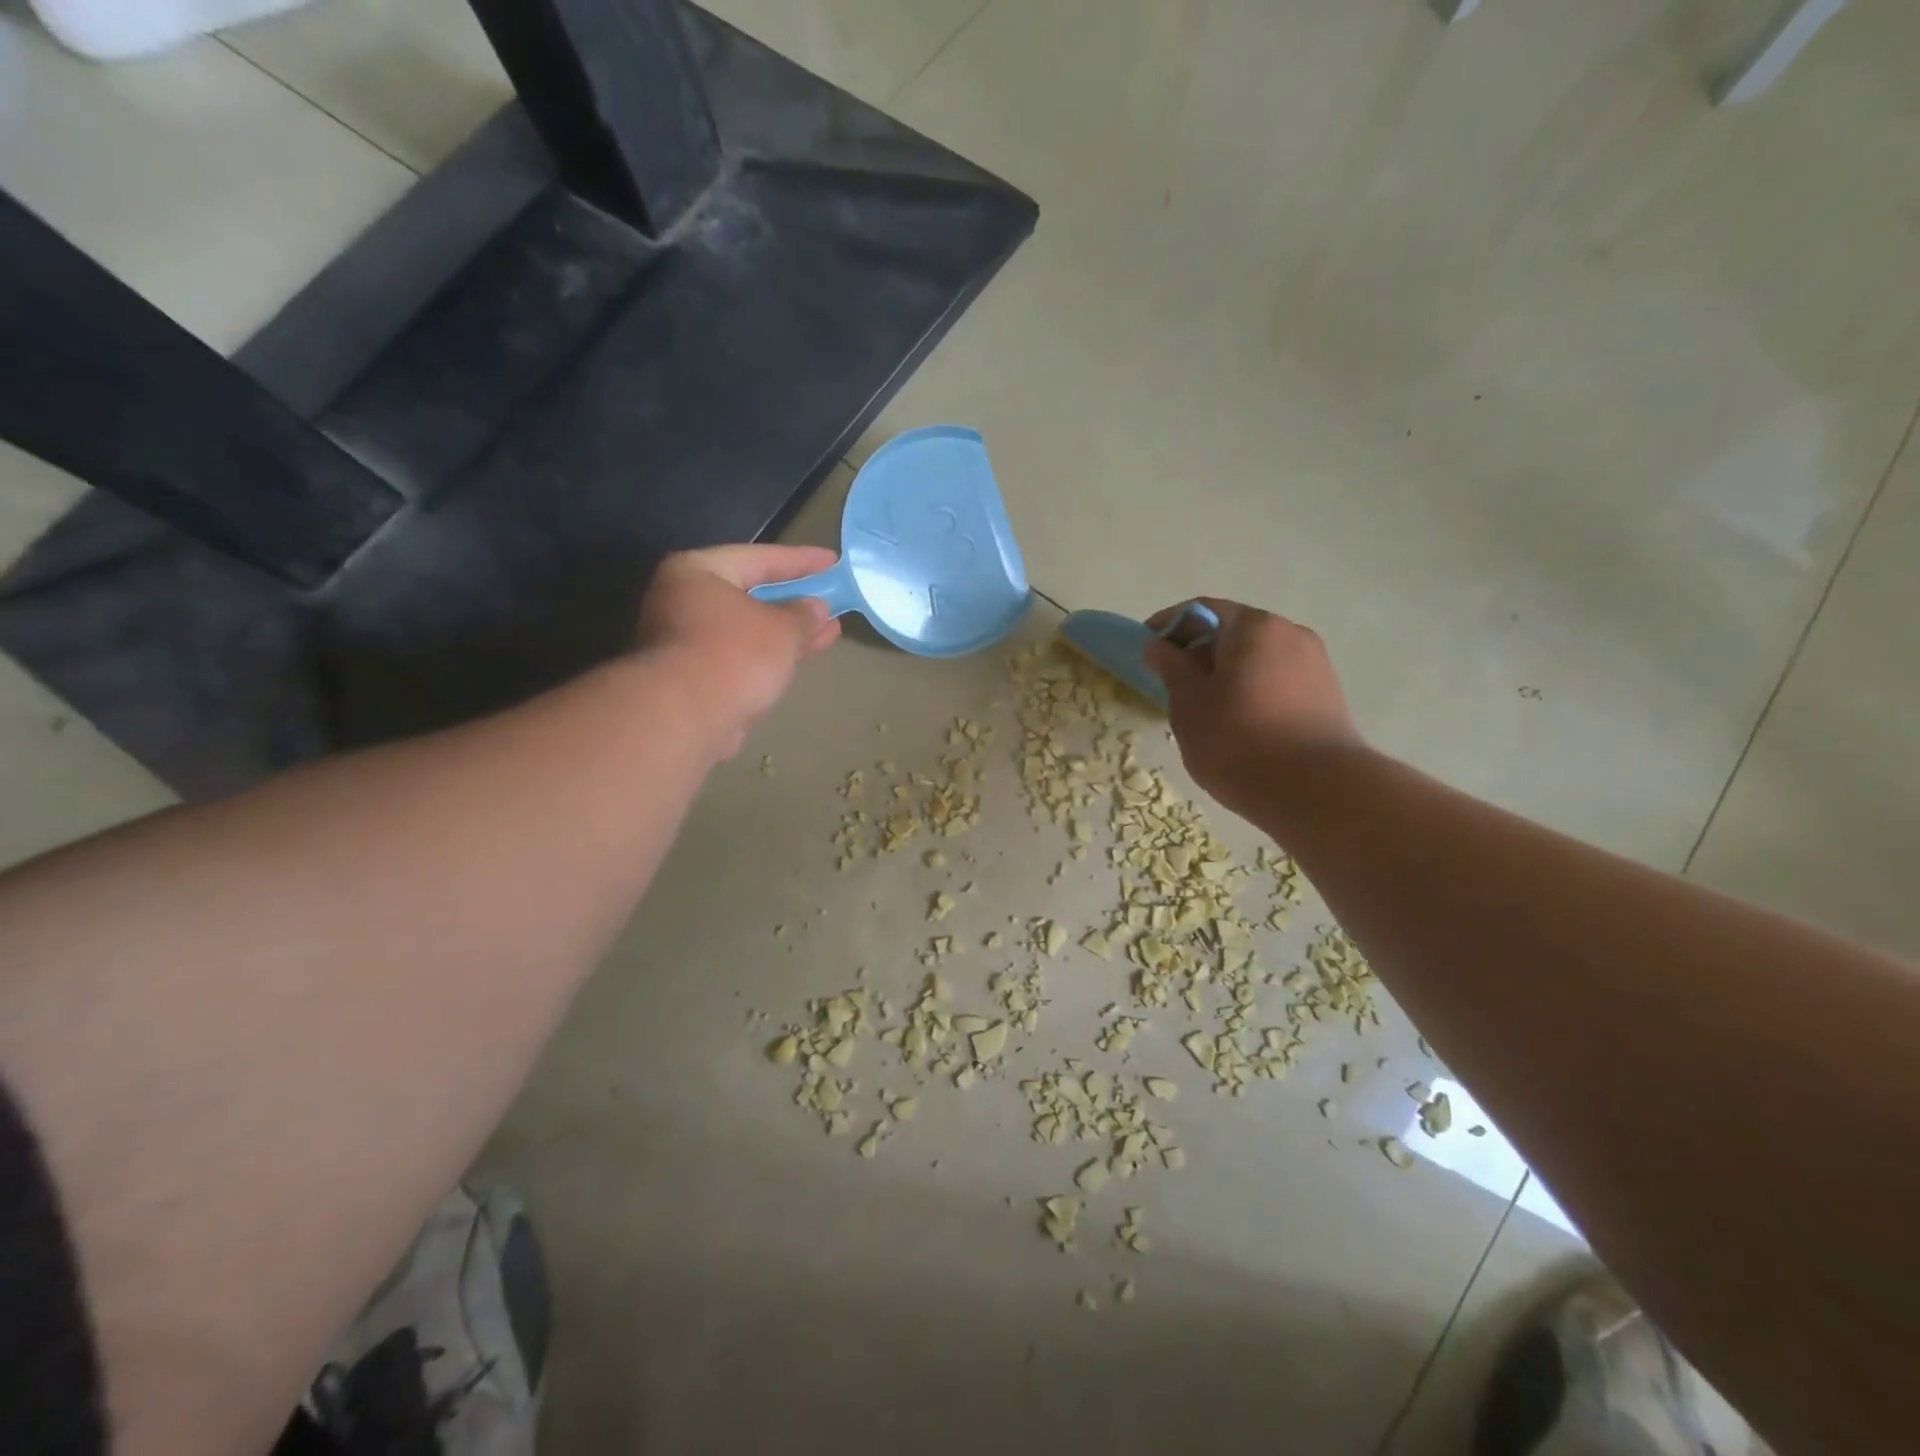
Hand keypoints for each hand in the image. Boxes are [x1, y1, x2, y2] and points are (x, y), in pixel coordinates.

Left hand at [638, 544, 841, 759]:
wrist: (685, 717)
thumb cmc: (734, 654)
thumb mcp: (782, 629)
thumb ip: (802, 615)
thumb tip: (815, 608)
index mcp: (697, 572)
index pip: (758, 558)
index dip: (801, 560)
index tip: (833, 562)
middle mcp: (683, 600)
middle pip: (749, 594)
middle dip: (794, 600)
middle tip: (830, 599)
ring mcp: (684, 641)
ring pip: (747, 629)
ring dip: (786, 632)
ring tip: (827, 632)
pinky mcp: (692, 677)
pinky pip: (740, 656)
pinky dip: (769, 656)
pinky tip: (798, 660)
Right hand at [1143, 598, 1362, 815]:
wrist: (1317, 791)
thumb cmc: (1238, 741)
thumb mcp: (1189, 704)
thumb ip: (1171, 668)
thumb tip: (1158, 646)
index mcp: (1253, 627)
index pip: (1201, 611)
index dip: (1168, 626)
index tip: (1146, 649)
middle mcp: (1289, 633)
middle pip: (1233, 631)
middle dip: (1199, 651)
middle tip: (1171, 682)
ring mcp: (1314, 663)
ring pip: (1256, 658)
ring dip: (1226, 673)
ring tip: (1203, 707)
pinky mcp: (1326, 694)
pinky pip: (1276, 679)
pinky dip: (1251, 689)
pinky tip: (1237, 721)